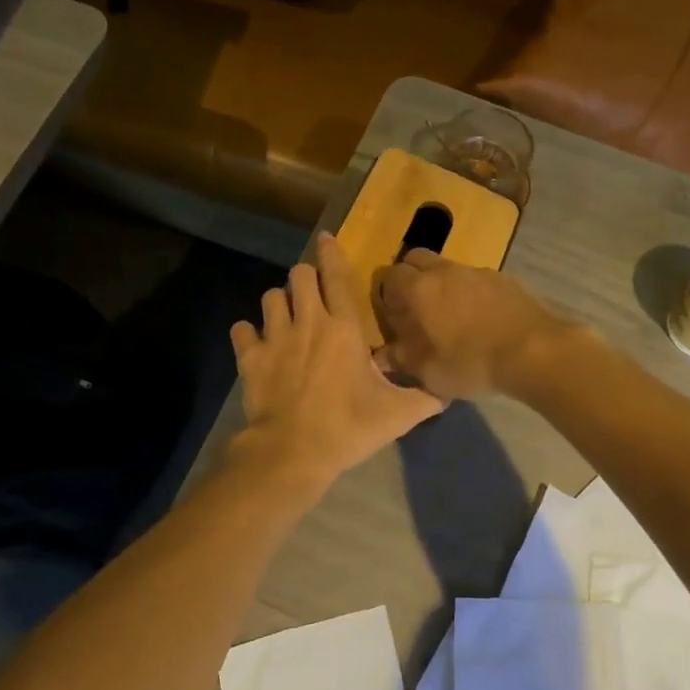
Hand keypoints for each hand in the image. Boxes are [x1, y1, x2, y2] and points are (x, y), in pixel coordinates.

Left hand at [231, 234, 442, 488]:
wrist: (293, 451)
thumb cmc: (348, 426)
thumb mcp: (398, 415)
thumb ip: (425, 398)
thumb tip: (447, 393)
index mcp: (345, 328)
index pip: (337, 277)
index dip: (331, 254)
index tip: (325, 238)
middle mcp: (309, 322)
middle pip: (299, 276)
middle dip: (305, 278)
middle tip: (312, 295)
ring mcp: (275, 336)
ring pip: (270, 296)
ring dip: (280, 302)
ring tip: (286, 317)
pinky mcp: (250, 356)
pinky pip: (242, 329)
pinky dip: (248, 333)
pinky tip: (255, 343)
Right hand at [373, 249, 578, 399]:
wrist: (535, 352)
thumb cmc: (472, 363)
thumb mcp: (430, 372)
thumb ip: (402, 359)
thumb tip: (383, 354)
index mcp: (420, 289)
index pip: (390, 275)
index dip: (388, 294)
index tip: (395, 316)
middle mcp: (446, 271)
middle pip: (417, 258)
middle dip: (412, 277)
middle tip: (418, 309)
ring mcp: (479, 271)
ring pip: (450, 268)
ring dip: (444, 285)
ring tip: (454, 317)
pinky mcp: (506, 279)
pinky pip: (478, 279)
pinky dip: (473, 293)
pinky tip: (485, 320)